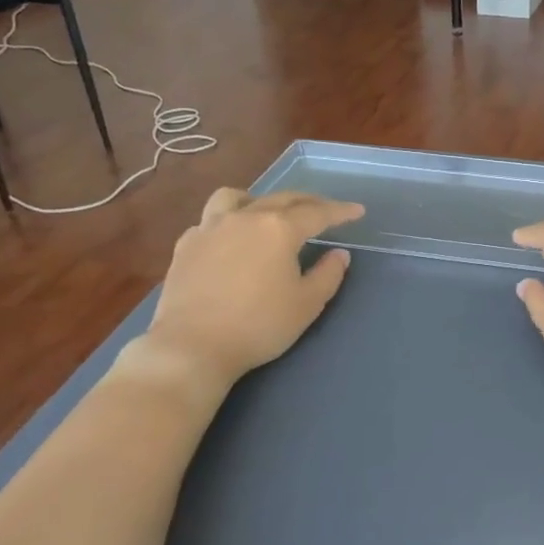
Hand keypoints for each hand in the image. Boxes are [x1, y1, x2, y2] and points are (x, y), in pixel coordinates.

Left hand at [139, 188, 363, 387]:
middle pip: (281, 198)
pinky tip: (230, 240)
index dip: (340, 211)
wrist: (192, 346)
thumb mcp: (307, 304)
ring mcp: (210, 228)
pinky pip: (210, 221)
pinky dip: (227, 223)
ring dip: (259, 200)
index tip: (357, 211)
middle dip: (308, 201)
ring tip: (267, 212)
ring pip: (236, 198)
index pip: (318, 213)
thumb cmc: (259, 325)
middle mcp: (245, 218)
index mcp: (279, 229)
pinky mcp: (186, 245)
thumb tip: (338, 254)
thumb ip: (328, 274)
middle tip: (324, 210)